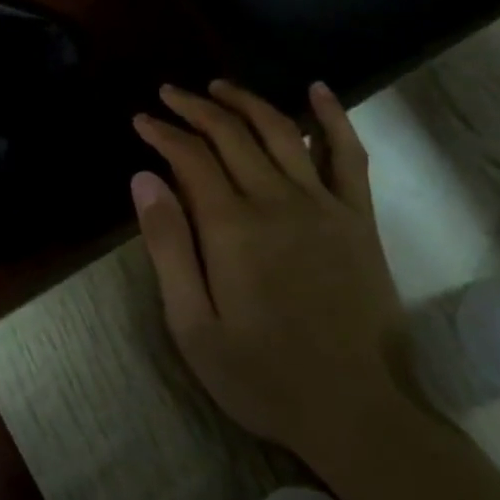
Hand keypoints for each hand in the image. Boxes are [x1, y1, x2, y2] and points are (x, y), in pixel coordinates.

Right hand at [131, 81, 418, 482]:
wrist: (359, 412)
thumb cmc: (264, 377)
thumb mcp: (193, 326)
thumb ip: (168, 247)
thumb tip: (143, 179)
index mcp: (233, 228)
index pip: (190, 158)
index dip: (163, 133)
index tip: (141, 120)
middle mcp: (278, 201)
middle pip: (231, 134)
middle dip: (195, 108)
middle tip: (169, 94)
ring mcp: (324, 204)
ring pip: (281, 131)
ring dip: (246, 102)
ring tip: (218, 87)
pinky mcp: (359, 218)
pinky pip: (348, 154)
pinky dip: (333, 117)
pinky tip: (317, 89)